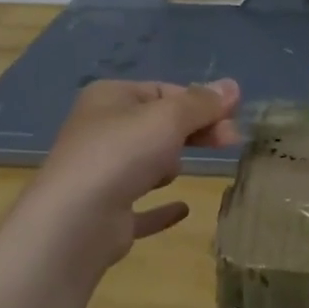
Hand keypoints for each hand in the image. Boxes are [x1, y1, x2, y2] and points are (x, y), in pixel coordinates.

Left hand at [18, 78, 241, 268]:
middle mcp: (101, 131)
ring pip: (146, 162)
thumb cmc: (122, 154)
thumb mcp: (169, 117)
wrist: (75, 221)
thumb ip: (202, 103)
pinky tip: (182, 209)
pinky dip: (161, 207)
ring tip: (174, 174)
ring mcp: (100, 174)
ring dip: (168, 165)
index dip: (200, 102)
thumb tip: (233, 86)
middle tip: (231, 142)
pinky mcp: (106, 214)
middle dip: (194, 132)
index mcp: (109, 98)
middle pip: (159, 125)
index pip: (164, 91)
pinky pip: (142, 206)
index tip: (233, 118)